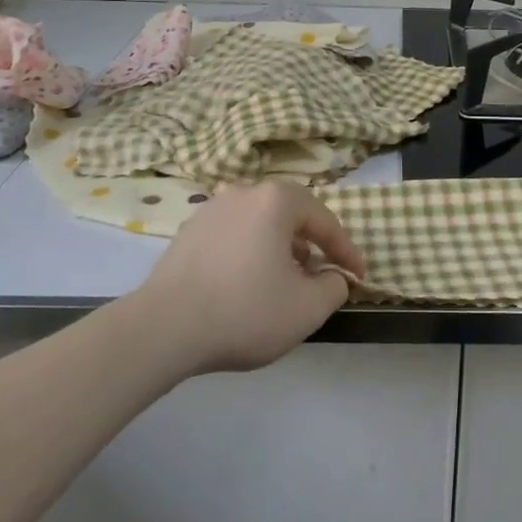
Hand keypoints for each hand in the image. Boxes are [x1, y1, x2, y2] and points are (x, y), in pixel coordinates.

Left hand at [135, 181, 366, 374]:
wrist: (162, 329)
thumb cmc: (244, 311)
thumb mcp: (307, 308)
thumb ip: (334, 287)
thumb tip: (333, 276)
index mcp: (277, 200)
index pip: (325, 221)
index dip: (346, 251)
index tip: (359, 276)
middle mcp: (245, 192)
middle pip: (291, 215)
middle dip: (311, 244)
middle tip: (321, 274)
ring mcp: (212, 209)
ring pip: (260, 224)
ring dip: (279, 248)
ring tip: (283, 282)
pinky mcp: (188, 231)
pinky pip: (233, 235)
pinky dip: (249, 253)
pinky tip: (246, 284)